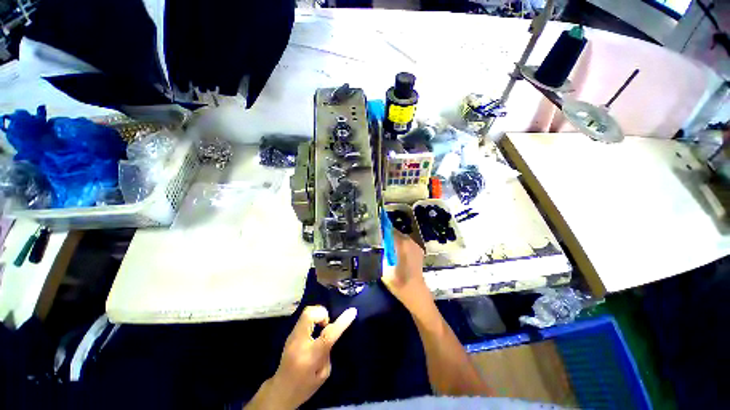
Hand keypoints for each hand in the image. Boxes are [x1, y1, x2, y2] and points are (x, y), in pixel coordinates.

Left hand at [264, 306, 356, 408]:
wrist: (281, 390)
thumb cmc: (305, 386)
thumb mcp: (323, 373)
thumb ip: (328, 350)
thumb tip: (331, 332)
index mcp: (310, 356)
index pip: (328, 335)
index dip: (342, 322)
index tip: (352, 311)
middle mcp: (299, 342)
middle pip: (310, 314)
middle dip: (323, 313)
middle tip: (327, 324)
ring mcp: (292, 336)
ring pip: (306, 312)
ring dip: (318, 315)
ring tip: (321, 328)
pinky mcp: (290, 334)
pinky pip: (304, 318)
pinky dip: (313, 319)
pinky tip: (314, 331)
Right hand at [382, 231, 428, 306]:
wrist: (416, 292)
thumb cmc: (398, 282)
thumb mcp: (384, 269)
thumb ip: (380, 254)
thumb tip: (375, 246)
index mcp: (402, 244)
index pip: (390, 230)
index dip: (382, 229)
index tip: (374, 231)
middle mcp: (410, 241)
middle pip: (396, 233)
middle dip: (387, 235)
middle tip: (379, 241)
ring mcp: (416, 246)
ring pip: (402, 238)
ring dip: (394, 240)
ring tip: (386, 247)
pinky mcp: (419, 251)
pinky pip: (407, 243)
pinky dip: (401, 245)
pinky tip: (396, 253)